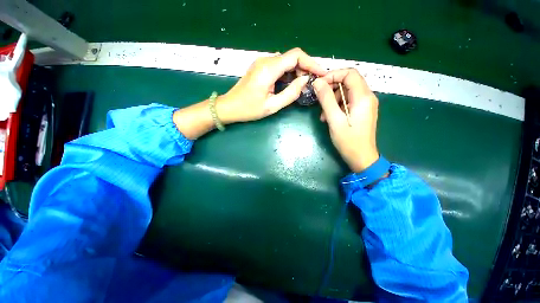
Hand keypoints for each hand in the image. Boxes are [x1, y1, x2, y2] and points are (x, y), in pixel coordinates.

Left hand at [216, 48, 326, 123]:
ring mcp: (262, 63)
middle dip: (305, 68)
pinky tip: (292, 84)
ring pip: (286, 62)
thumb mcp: (272, 106)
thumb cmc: (249, 109)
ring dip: (297, 72)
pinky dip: (288, 74)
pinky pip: (279, 67)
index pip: (296, 56)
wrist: (229, 107)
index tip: (321, 74)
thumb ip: (290, 93)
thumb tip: (305, 80)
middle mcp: (265, 61)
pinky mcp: (260, 68)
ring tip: (305, 85)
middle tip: (313, 83)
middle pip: (292, 57)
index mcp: (268, 69)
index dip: (311, 63)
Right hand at [313, 69, 379, 172]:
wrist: (361, 157)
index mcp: (363, 97)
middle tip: (319, 98)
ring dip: (332, 99)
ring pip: (347, 91)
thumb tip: (318, 83)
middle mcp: (368, 97)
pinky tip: (329, 117)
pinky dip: (337, 106)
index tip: (319, 85)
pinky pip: (348, 101)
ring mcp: (365, 104)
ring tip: (323, 114)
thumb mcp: (334, 120)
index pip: (350, 73)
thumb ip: (326, 100)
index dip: (333, 75)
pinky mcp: (362, 111)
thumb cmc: (348, 141)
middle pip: (349, 81)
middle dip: (331, 87)